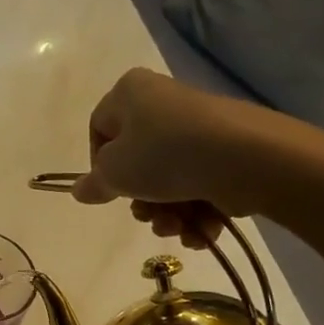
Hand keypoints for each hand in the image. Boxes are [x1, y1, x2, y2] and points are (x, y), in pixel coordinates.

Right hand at [71, 69, 282, 242]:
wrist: (244, 158)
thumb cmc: (164, 155)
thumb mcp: (115, 172)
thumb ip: (94, 184)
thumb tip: (79, 190)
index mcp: (130, 93)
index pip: (99, 130)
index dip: (99, 166)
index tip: (109, 190)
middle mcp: (163, 103)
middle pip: (137, 161)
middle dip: (141, 200)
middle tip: (147, 216)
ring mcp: (198, 128)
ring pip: (169, 180)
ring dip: (168, 214)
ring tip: (177, 228)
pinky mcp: (226, 151)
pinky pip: (199, 184)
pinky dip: (197, 212)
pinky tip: (200, 231)